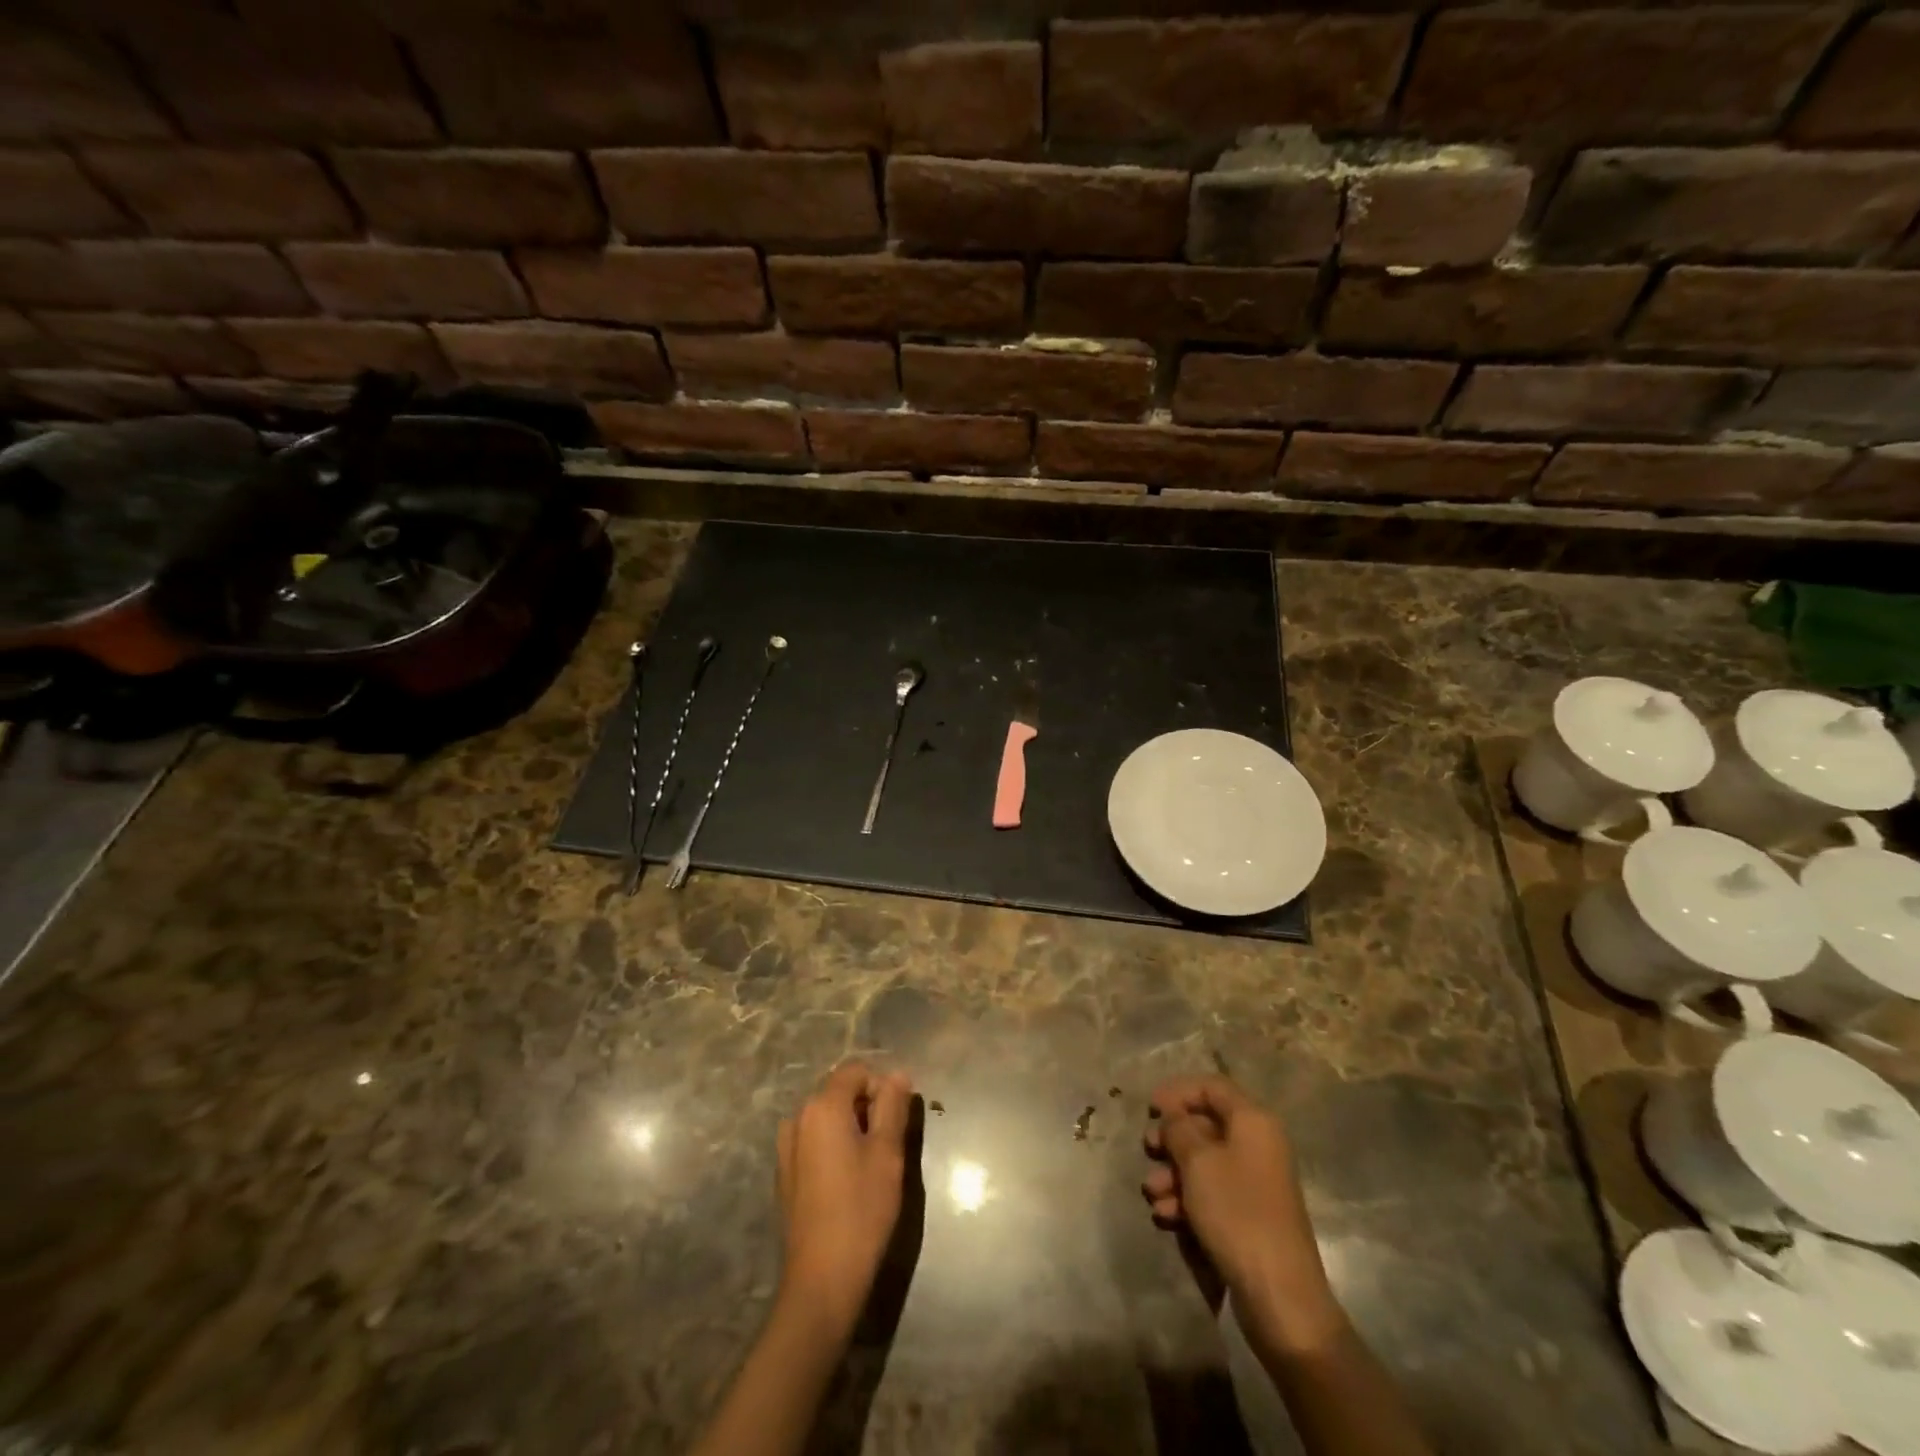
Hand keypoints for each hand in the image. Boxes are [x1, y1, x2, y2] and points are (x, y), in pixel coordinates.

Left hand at [776, 1061, 913, 1331]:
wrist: (822, 1280)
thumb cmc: (862, 1210)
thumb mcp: (888, 1153)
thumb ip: (893, 1106)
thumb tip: (897, 1074)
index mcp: (822, 1106)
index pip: (856, 1071)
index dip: (881, 1087)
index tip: (897, 1121)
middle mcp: (798, 1118)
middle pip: (839, 1091)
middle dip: (867, 1107)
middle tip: (889, 1145)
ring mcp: (786, 1147)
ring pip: (827, 1118)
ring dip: (851, 1128)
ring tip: (871, 1165)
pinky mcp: (785, 1174)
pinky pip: (814, 1141)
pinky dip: (834, 1147)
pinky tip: (848, 1183)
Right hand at [1143, 1075, 1340, 1348]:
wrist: (1279, 1295)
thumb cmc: (1236, 1212)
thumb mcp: (1198, 1161)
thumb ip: (1179, 1127)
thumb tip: (1174, 1116)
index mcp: (1253, 1121)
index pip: (1212, 1086)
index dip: (1178, 1091)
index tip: (1149, 1108)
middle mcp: (1258, 1145)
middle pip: (1206, 1124)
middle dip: (1172, 1137)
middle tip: (1148, 1150)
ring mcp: (1255, 1182)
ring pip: (1204, 1162)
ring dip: (1173, 1174)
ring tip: (1153, 1195)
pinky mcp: (1249, 1215)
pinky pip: (1212, 1193)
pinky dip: (1186, 1199)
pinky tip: (1167, 1217)